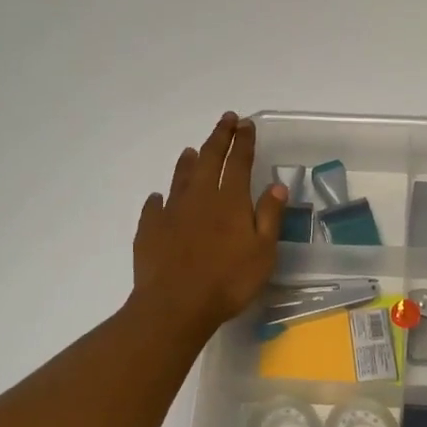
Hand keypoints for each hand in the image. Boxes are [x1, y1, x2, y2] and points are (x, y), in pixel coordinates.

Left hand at [131, 113, 287, 344]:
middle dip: (219, 137)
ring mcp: (171, 212)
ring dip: (188, 161)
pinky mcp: (149, 230)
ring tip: (192, 149)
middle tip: (226, 120)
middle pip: (210, 159)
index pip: (240, 162)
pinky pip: (154, 206)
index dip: (244, 141)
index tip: (246, 123)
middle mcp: (200, 197)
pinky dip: (159, 198)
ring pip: (181, 177)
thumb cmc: (229, 281)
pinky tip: (158, 198)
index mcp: (230, 200)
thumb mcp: (263, 251)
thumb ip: (269, 216)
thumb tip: (277, 186)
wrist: (175, 305)